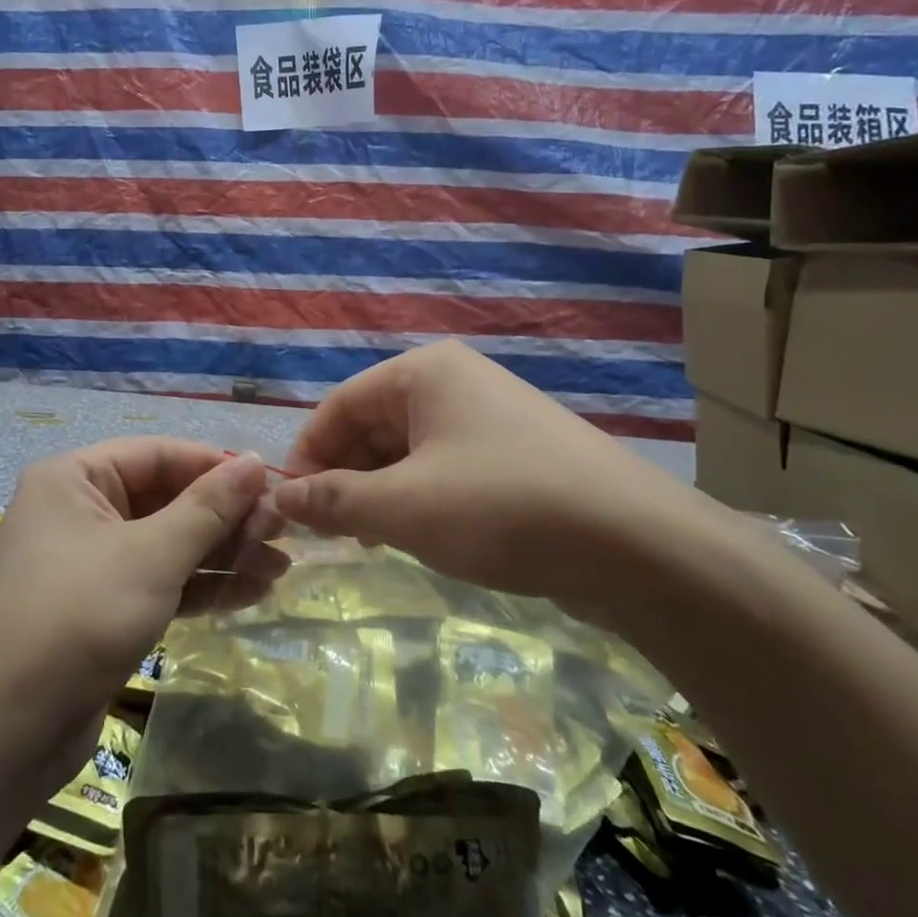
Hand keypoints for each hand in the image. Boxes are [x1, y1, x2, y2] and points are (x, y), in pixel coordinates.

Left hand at [0, 439, 283, 786]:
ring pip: (167, 545)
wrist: (1, 737)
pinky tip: (250, 593)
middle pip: (166, 500)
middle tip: (284, 534)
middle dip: (226, 519)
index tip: (274, 486)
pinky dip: (199, 587)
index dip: (218, 468)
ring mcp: (89, 563)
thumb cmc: (77, 618)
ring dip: (222, 555)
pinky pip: (158, 583)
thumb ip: (209, 507)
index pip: (160, 454)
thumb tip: (258, 460)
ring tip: (281, 568)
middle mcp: (79, 511)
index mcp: (75, 478)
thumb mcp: (151, 556)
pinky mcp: (100, 610)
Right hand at [271, 341, 708, 626]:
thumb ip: (334, 500)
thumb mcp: (404, 507)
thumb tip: (280, 496)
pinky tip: (415, 535)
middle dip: (344, 475)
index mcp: (423, 372)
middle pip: (372, 424)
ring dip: (378, 491)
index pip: (339, 404)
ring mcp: (488, 416)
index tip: (290, 507)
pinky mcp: (514, 454)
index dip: (307, 454)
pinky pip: (444, 467)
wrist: (638, 544)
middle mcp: (454, 381)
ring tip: (367, 539)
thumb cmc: (502, 507)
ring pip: (407, 449)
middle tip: (328, 532)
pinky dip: (418, 497)